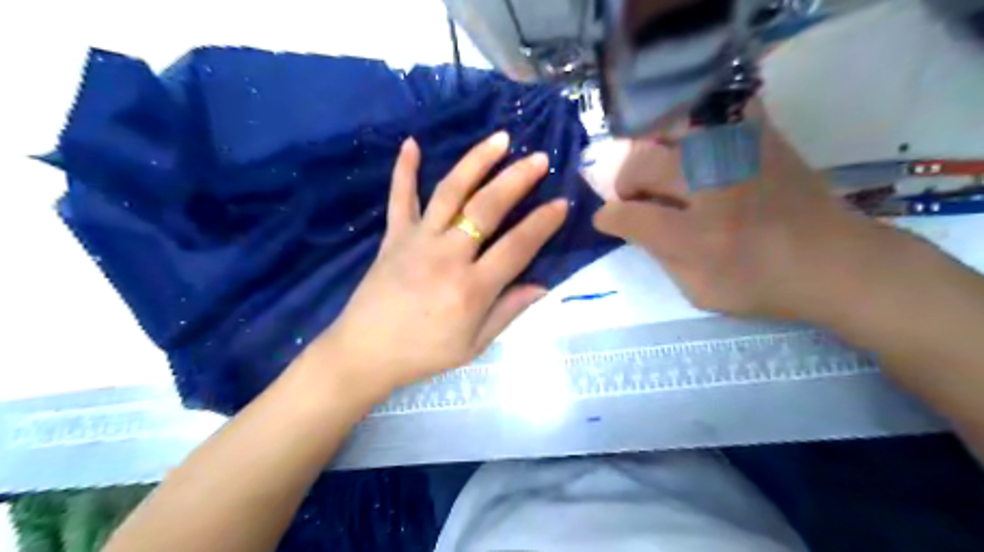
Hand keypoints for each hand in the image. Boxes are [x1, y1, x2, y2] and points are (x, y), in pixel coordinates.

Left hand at [305, 132, 568, 393]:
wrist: (365, 353)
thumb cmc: (424, 353)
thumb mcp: (473, 345)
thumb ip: (508, 312)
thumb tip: (542, 285)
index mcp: (471, 288)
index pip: (517, 247)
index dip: (542, 224)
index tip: (561, 202)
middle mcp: (447, 256)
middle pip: (486, 209)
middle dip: (516, 180)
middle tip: (538, 159)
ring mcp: (417, 241)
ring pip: (450, 193)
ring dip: (476, 162)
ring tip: (499, 138)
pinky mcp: (393, 237)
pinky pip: (400, 198)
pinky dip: (404, 170)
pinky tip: (411, 143)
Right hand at [591, 100, 875, 319]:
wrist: (834, 261)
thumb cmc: (761, 285)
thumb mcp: (698, 291)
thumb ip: (659, 256)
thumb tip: (634, 226)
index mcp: (696, 237)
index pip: (630, 216)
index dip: (609, 216)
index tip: (607, 219)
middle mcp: (712, 190)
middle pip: (644, 165)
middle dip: (626, 181)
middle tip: (633, 195)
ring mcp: (738, 157)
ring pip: (671, 130)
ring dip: (652, 150)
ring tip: (658, 167)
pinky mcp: (761, 137)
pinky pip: (717, 109)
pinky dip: (696, 120)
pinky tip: (693, 140)